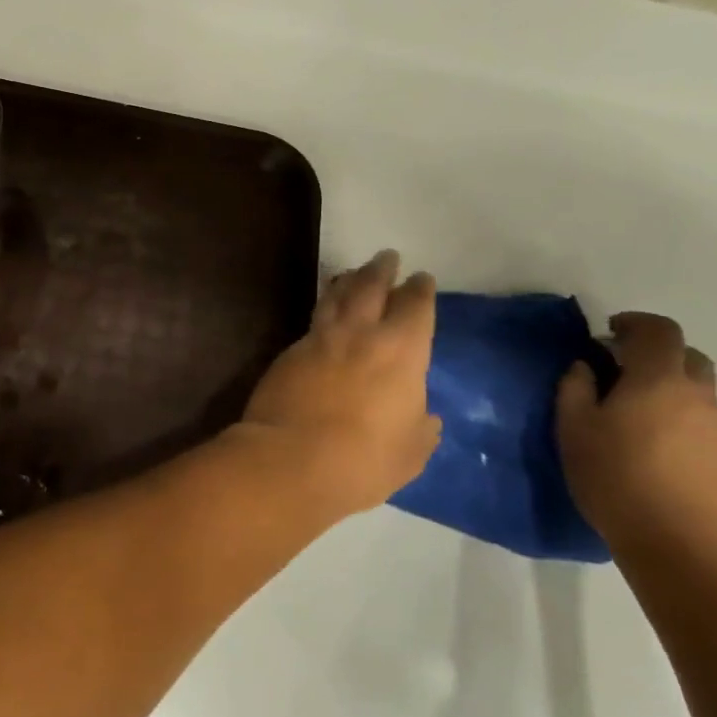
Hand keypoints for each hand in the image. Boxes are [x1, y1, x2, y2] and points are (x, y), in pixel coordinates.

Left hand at [236, 250, 441, 517]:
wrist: (289, 457)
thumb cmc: (362, 460)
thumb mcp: (409, 453)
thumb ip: (420, 430)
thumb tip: (426, 418)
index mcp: (401, 352)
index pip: (415, 307)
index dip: (420, 290)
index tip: (421, 278)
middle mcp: (361, 334)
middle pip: (371, 287)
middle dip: (382, 269)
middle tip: (387, 256)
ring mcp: (320, 339)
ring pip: (336, 296)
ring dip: (348, 280)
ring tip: (353, 273)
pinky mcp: (289, 351)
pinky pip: (313, 320)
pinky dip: (324, 307)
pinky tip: (324, 312)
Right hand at [556, 312, 716, 572]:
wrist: (678, 547)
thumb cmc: (614, 478)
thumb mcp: (573, 428)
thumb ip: (576, 388)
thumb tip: (587, 367)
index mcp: (658, 381)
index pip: (660, 331)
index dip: (635, 323)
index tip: (609, 333)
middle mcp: (697, 398)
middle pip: (688, 357)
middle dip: (657, 354)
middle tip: (622, 371)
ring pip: (697, 394)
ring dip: (668, 391)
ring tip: (633, 418)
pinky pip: (702, 428)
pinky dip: (679, 424)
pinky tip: (654, 454)